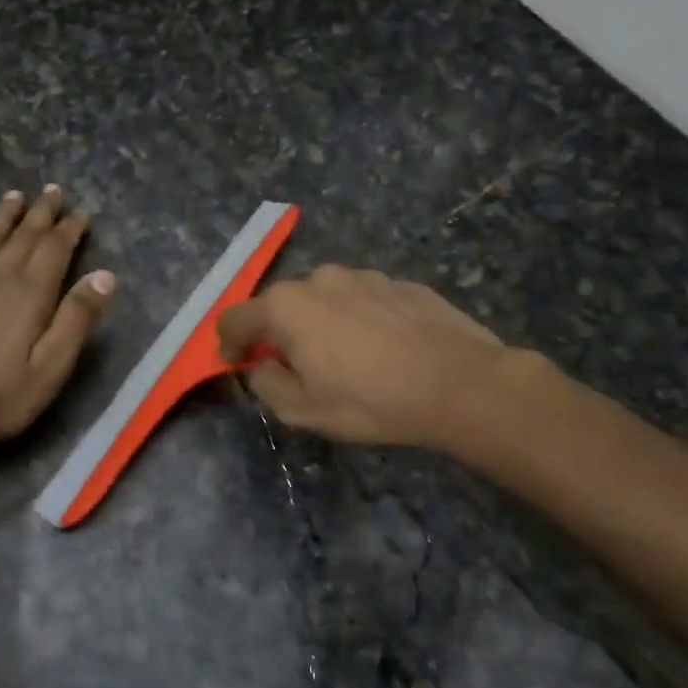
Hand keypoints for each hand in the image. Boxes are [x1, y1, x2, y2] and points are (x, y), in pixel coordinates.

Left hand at [0, 187, 113, 457]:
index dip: (69, 229)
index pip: (54, 250)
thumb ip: (77, 320)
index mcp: (29, 294)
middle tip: (52, 191)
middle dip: (40, 213)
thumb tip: (104, 275)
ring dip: (4, 215)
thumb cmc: (1, 397)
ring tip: (15, 196)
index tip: (80, 213)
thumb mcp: (52, 368)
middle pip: (22, 236)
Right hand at [217, 265, 511, 448]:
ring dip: (321, 324)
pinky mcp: (401, 283)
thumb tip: (262, 366)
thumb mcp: (303, 410)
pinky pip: (363, 300)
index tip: (237, 364)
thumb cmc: (370, 400)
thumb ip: (267, 384)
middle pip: (281, 305)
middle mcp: (320, 279)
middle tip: (296, 367)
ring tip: (346, 359)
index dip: (228, 343)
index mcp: (286, 307)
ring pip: (324, 299)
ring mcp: (364, 276)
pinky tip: (382, 350)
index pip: (235, 318)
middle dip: (278, 333)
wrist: (459, 383)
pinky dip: (358, 320)